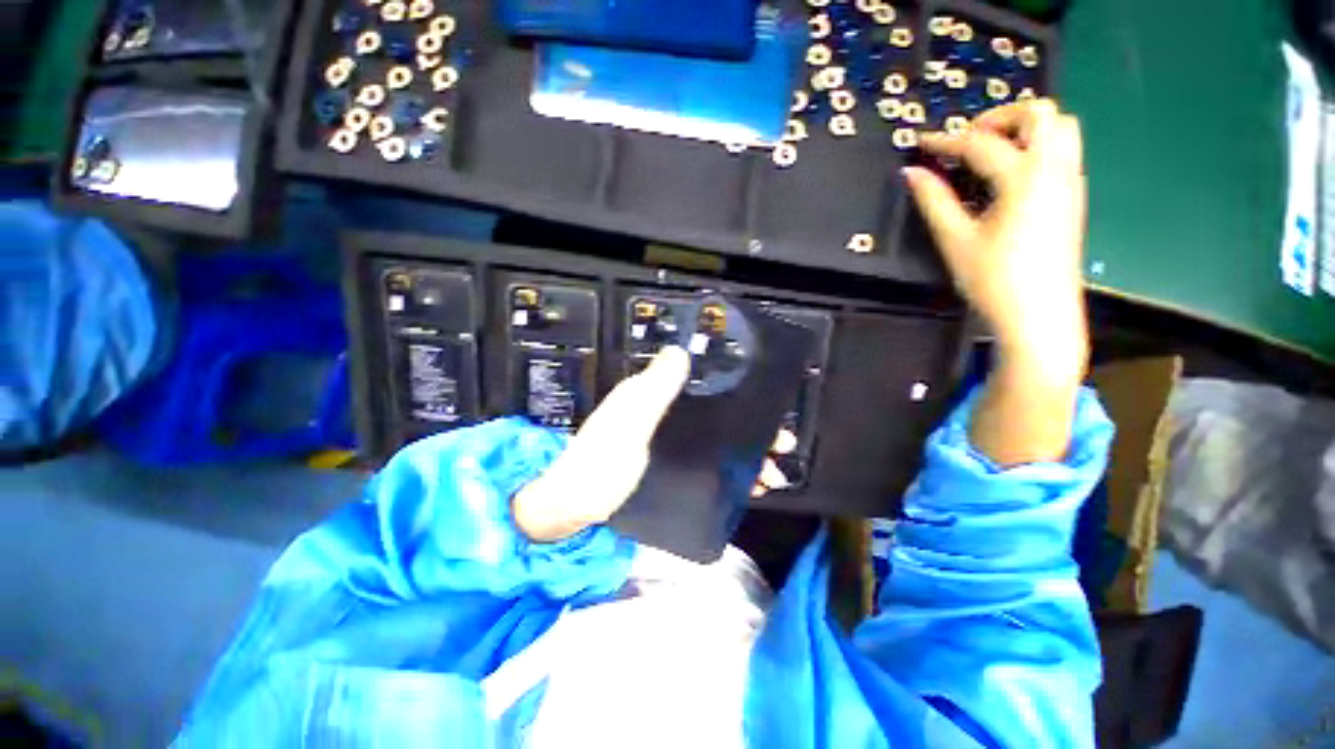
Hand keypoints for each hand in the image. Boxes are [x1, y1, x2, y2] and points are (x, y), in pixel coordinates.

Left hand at [512, 347, 798, 541]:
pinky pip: (705, 461)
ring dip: (744, 454)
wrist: (572, 507)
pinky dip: (728, 471)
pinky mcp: (667, 465)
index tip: (767, 411)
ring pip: (715, 440)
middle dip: (750, 430)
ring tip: (770, 475)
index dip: (738, 395)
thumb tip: (680, 351)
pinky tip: (746, 485)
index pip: (705, 386)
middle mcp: (662, 414)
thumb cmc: (599, 464)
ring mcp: (665, 442)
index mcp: (651, 396)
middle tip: (779, 446)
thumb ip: (653, 390)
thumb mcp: (628, 423)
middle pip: (716, 415)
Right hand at [904, 99, 1087, 376]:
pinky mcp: (1073, 196)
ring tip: (990, 152)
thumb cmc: (994, 280)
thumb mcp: (956, 240)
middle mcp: (1055, 170)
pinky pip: (1063, 150)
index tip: (922, 142)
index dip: (946, 140)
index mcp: (1024, 179)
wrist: (1039, 313)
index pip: (981, 144)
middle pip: (1039, 113)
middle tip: (967, 140)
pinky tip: (1010, 174)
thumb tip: (912, 174)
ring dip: (1024, 127)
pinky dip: (1037, 145)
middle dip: (999, 117)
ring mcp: (1070, 181)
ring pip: (1060, 126)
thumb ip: (934, 201)